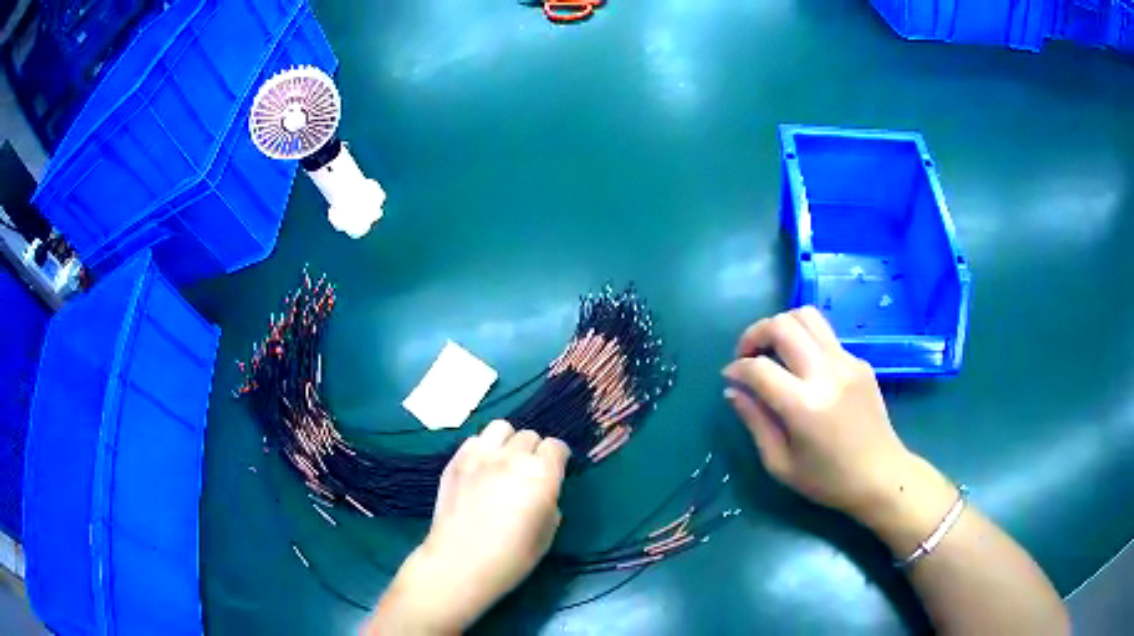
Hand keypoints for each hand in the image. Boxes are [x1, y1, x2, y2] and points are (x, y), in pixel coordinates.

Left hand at [369, 421, 569, 633]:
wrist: (460, 563)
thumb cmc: (511, 557)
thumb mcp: (547, 533)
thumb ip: (549, 503)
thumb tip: (543, 492)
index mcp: (541, 474)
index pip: (556, 446)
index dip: (557, 458)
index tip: (555, 471)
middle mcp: (512, 457)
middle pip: (529, 435)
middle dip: (534, 451)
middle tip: (528, 472)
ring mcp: (480, 456)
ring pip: (501, 428)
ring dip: (508, 442)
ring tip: (504, 462)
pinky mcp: (455, 461)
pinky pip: (474, 440)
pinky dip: (482, 448)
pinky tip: (481, 468)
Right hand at [722, 307, 919, 522]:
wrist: (880, 475)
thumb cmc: (827, 480)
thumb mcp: (780, 463)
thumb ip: (755, 422)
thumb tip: (732, 390)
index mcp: (804, 405)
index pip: (758, 368)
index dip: (736, 368)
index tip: (729, 378)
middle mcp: (826, 373)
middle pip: (782, 325)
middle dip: (755, 334)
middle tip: (747, 356)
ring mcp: (847, 361)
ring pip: (806, 316)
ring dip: (781, 326)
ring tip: (773, 351)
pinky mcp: (859, 361)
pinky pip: (825, 335)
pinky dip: (805, 341)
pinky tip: (803, 368)